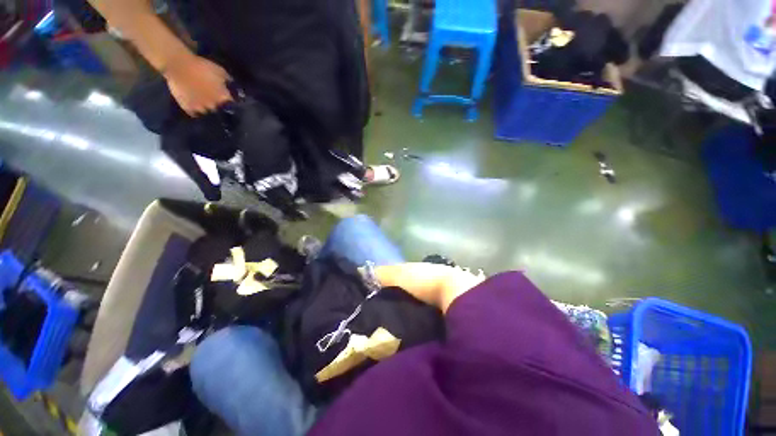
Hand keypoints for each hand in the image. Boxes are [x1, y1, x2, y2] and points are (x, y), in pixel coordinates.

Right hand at [163, 54, 231, 116]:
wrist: (179, 65)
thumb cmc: (202, 66)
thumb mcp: (220, 71)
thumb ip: (229, 81)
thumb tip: (236, 87)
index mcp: (223, 98)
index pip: (232, 105)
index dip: (232, 104)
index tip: (231, 102)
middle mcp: (214, 106)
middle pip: (220, 110)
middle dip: (219, 106)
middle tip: (216, 102)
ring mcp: (201, 108)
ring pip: (208, 112)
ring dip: (208, 110)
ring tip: (205, 106)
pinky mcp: (188, 108)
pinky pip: (195, 114)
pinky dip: (196, 112)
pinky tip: (196, 108)